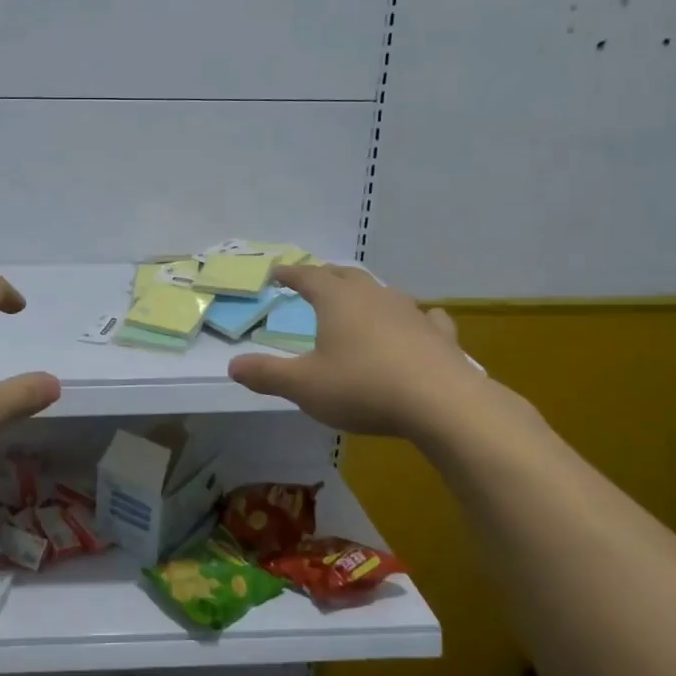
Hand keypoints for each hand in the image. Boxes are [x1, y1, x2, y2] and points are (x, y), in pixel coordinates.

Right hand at [227, 265, 515, 448]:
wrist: (441, 403)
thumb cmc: (363, 388)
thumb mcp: (304, 386)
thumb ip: (267, 374)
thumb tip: (234, 366)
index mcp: (337, 301)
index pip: (308, 277)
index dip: (290, 274)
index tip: (277, 272)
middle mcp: (373, 297)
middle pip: (345, 276)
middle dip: (326, 276)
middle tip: (314, 279)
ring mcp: (410, 312)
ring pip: (383, 292)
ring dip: (366, 293)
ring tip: (358, 301)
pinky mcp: (438, 335)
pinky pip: (424, 317)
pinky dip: (414, 317)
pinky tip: (420, 323)